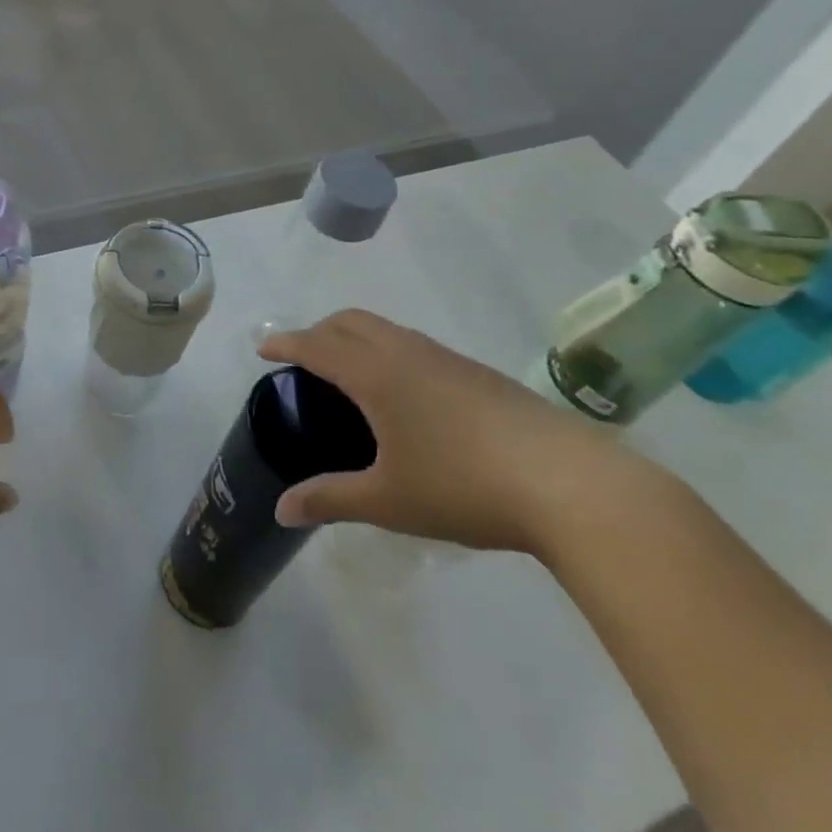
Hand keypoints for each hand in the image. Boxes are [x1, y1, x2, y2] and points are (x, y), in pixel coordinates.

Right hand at [261, 310, 649, 555]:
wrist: (568, 483)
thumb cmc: (463, 486)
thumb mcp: (387, 500)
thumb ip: (329, 499)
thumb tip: (281, 510)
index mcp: (376, 374)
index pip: (317, 345)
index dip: (286, 342)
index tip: (263, 346)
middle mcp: (406, 353)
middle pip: (350, 322)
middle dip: (319, 330)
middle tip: (303, 358)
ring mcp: (446, 358)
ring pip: (386, 329)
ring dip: (355, 337)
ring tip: (349, 373)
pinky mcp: (477, 372)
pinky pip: (414, 345)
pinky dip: (388, 351)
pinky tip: (406, 395)